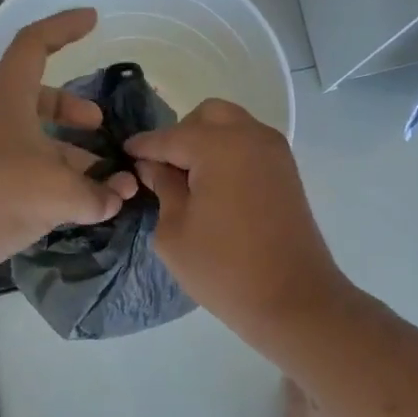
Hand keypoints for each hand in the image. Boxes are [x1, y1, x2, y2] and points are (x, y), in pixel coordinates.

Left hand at [0, 9, 136, 299]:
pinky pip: (25, 179)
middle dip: (72, 110)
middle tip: (99, 126)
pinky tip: (78, 211)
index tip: (93, 20)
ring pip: (34, 145)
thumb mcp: (56, 190)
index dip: (64, 27)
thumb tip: (118, 196)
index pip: (35, 45)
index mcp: (8, 99)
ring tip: (105, 185)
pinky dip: (54, 187)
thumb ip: (95, 193)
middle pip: (37, 100)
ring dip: (70, 158)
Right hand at [126, 99, 350, 343]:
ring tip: (188, 179)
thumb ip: (162, 188)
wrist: (294, 300)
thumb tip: (153, 166)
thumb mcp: (175, 232)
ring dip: (207, 141)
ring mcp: (275, 152)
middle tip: (163, 169)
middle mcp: (250, 136)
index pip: (169, 137)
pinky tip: (214, 185)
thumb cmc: (224, 269)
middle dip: (180, 134)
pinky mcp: (287, 171)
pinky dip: (228, 153)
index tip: (123, 154)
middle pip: (207, 116)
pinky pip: (249, 145)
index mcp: (219, 146)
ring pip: (232, 126)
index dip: (143, 147)